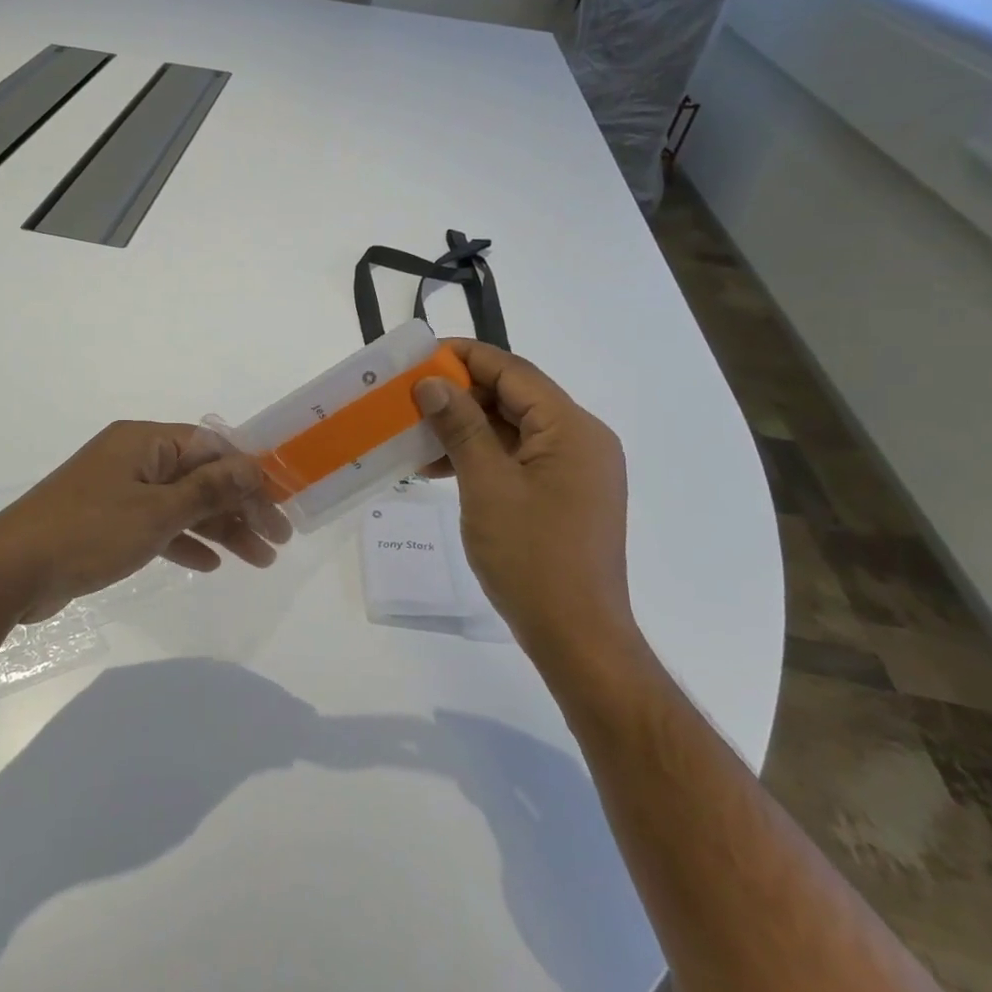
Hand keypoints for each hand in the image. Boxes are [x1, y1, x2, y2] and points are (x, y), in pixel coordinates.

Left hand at [0, 422, 292, 624]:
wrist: (9, 572)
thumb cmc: (88, 533)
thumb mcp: (156, 512)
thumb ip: (207, 490)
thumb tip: (252, 468)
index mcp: (144, 441)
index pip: (212, 448)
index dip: (250, 474)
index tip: (282, 504)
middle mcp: (134, 458)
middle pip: (201, 476)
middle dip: (240, 507)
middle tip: (278, 542)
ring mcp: (119, 490)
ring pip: (182, 504)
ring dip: (219, 528)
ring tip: (257, 560)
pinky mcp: (107, 522)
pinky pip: (157, 525)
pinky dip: (184, 541)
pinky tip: (209, 564)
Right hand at [413, 341, 638, 668]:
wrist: (576, 635)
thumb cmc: (531, 556)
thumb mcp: (487, 484)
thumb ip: (461, 426)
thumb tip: (432, 383)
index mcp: (572, 428)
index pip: (513, 371)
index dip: (464, 357)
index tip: (418, 358)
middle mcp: (581, 439)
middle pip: (514, 396)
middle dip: (460, 394)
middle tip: (409, 398)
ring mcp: (575, 469)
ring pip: (513, 428)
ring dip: (466, 427)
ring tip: (416, 435)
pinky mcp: (564, 493)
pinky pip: (518, 458)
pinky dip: (481, 455)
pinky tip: (439, 468)